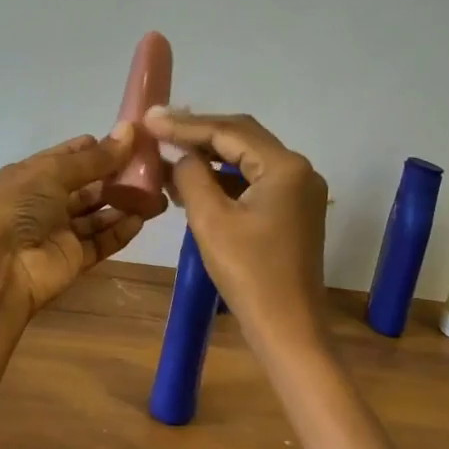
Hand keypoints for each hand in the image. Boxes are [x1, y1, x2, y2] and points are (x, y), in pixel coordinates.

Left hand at [0, 125, 152, 325]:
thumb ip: (95, 158)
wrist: (0, 267)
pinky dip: (120, 231)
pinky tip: (142, 219)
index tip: (130, 139)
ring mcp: (59, 231)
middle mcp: (45, 201)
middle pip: (87, 186)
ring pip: (97, 215)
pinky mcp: (73, 259)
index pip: (68, 157)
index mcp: (32, 175)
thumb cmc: (20, 206)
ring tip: (157, 194)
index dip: (96, 148)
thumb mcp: (54, 172)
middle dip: (116, 177)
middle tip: (153, 168)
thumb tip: (129, 131)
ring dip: (124, 204)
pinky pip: (101, 241)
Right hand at [144, 108, 329, 335]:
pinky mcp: (292, 211)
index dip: (185, 125)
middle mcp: (298, 170)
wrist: (288, 329)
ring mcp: (298, 191)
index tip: (149, 118)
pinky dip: (223, 178)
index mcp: (285, 167)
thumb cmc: (249, 274)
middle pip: (241, 137)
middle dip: (198, 132)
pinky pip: (253, 181)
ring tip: (168, 150)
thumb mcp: (211, 220)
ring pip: (246, 158)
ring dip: (209, 155)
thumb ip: (192, 176)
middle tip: (157, 127)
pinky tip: (192, 181)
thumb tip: (180, 156)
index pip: (228, 131)